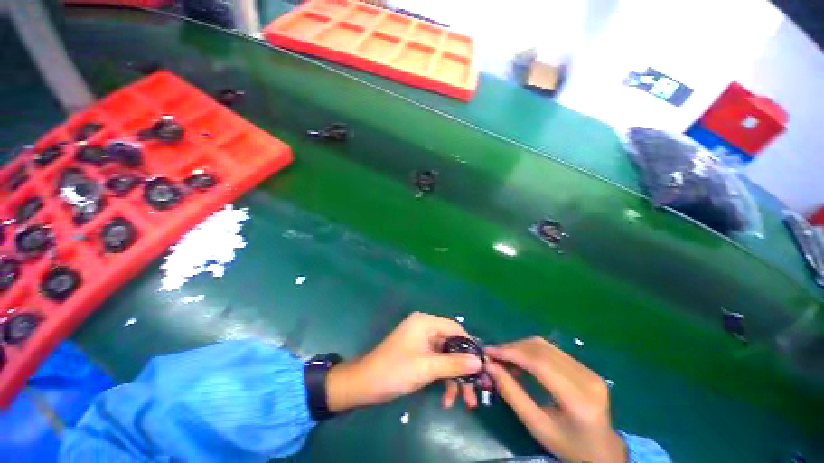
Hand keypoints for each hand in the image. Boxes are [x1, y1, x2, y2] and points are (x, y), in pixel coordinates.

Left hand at [325, 312, 482, 411]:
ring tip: (464, 402)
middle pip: (451, 345)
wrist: (364, 384)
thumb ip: (454, 364)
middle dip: (463, 368)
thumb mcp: (427, 368)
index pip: (455, 328)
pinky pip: (436, 363)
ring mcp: (421, 341)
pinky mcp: (418, 354)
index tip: (483, 365)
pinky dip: (442, 379)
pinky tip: (445, 399)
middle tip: (476, 390)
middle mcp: (425, 328)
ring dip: (454, 378)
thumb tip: (480, 362)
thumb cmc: (395, 371)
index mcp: (425, 322)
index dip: (470, 346)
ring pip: (445, 357)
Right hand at [485, 337, 625, 462]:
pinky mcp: (587, 367)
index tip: (489, 351)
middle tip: (494, 355)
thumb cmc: (568, 446)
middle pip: (542, 350)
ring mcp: (589, 371)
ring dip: (521, 347)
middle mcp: (587, 379)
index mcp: (578, 400)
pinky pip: (552, 351)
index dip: (511, 352)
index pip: (539, 363)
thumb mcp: (537, 426)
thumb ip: (512, 394)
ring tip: (505, 358)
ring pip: (545, 346)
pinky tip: (522, 361)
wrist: (603, 451)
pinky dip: (531, 351)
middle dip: (513, 348)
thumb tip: (490, 367)